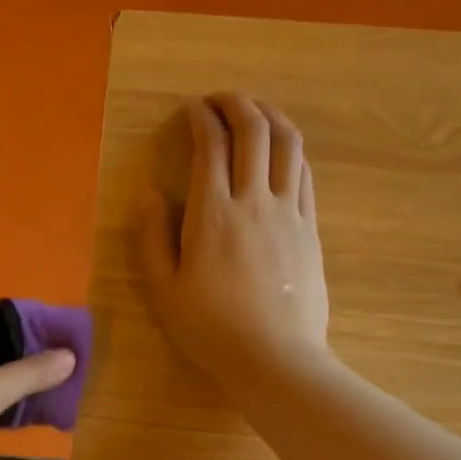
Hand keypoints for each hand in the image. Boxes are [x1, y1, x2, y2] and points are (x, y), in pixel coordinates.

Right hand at [139, 94, 329, 398]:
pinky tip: (281, 151)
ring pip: (288, 144)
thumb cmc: (211, 329)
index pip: (210, 145)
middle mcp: (254, 201)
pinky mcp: (310, 228)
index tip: (191, 110)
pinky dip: (291, 150)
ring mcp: (289, 212)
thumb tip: (150, 194)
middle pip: (254, 131)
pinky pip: (305, 174)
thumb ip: (153, 237)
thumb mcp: (164, 289)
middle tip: (221, 100)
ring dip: (271, 117)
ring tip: (255, 111)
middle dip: (237, 103)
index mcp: (212, 213)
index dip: (200, 118)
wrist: (275, 359)